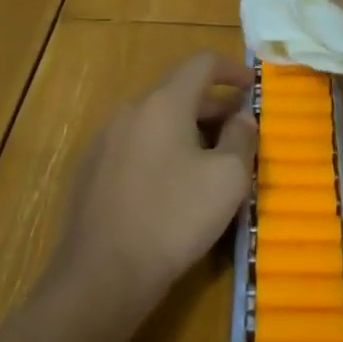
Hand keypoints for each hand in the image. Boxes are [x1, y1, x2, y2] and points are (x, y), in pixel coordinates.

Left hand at [55, 52, 257, 312]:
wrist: (100, 279)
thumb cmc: (173, 219)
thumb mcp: (227, 179)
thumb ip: (242, 138)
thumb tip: (242, 117)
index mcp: (164, 102)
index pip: (202, 63)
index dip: (232, 69)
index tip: (251, 87)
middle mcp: (131, 110)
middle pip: (179, 92)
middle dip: (213, 108)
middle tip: (239, 135)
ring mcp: (105, 140)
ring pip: (157, 120)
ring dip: (188, 131)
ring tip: (209, 165)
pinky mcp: (91, 171)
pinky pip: (137, 145)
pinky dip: (162, 151)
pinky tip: (172, 189)